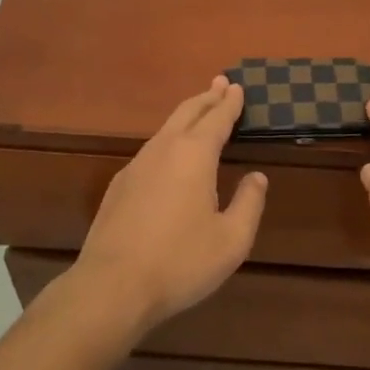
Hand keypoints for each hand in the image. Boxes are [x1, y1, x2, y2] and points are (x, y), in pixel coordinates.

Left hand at [67, 75, 266, 343]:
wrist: (112, 286)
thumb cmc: (180, 262)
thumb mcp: (231, 241)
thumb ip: (249, 204)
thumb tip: (257, 178)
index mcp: (195, 154)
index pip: (217, 118)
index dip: (230, 103)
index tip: (238, 87)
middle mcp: (164, 149)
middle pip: (188, 112)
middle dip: (207, 97)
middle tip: (221, 83)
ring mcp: (137, 165)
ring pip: (166, 128)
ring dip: (187, 115)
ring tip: (200, 112)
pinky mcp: (119, 185)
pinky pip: (151, 149)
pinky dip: (169, 139)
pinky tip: (170, 155)